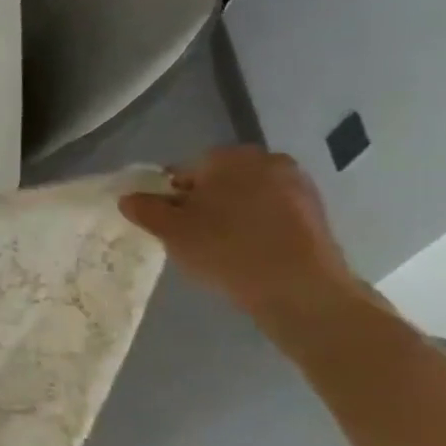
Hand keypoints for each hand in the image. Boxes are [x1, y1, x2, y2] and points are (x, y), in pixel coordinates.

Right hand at [119, 146, 357, 323]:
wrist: (300, 288)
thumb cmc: (225, 249)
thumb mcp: (169, 230)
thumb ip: (143, 209)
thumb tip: (129, 198)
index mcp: (229, 157)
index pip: (185, 171)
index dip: (170, 197)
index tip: (168, 224)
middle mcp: (267, 160)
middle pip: (218, 181)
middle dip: (202, 203)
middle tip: (190, 236)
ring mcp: (297, 184)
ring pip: (246, 197)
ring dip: (229, 215)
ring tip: (219, 247)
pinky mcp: (316, 211)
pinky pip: (271, 212)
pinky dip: (256, 226)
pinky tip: (248, 252)